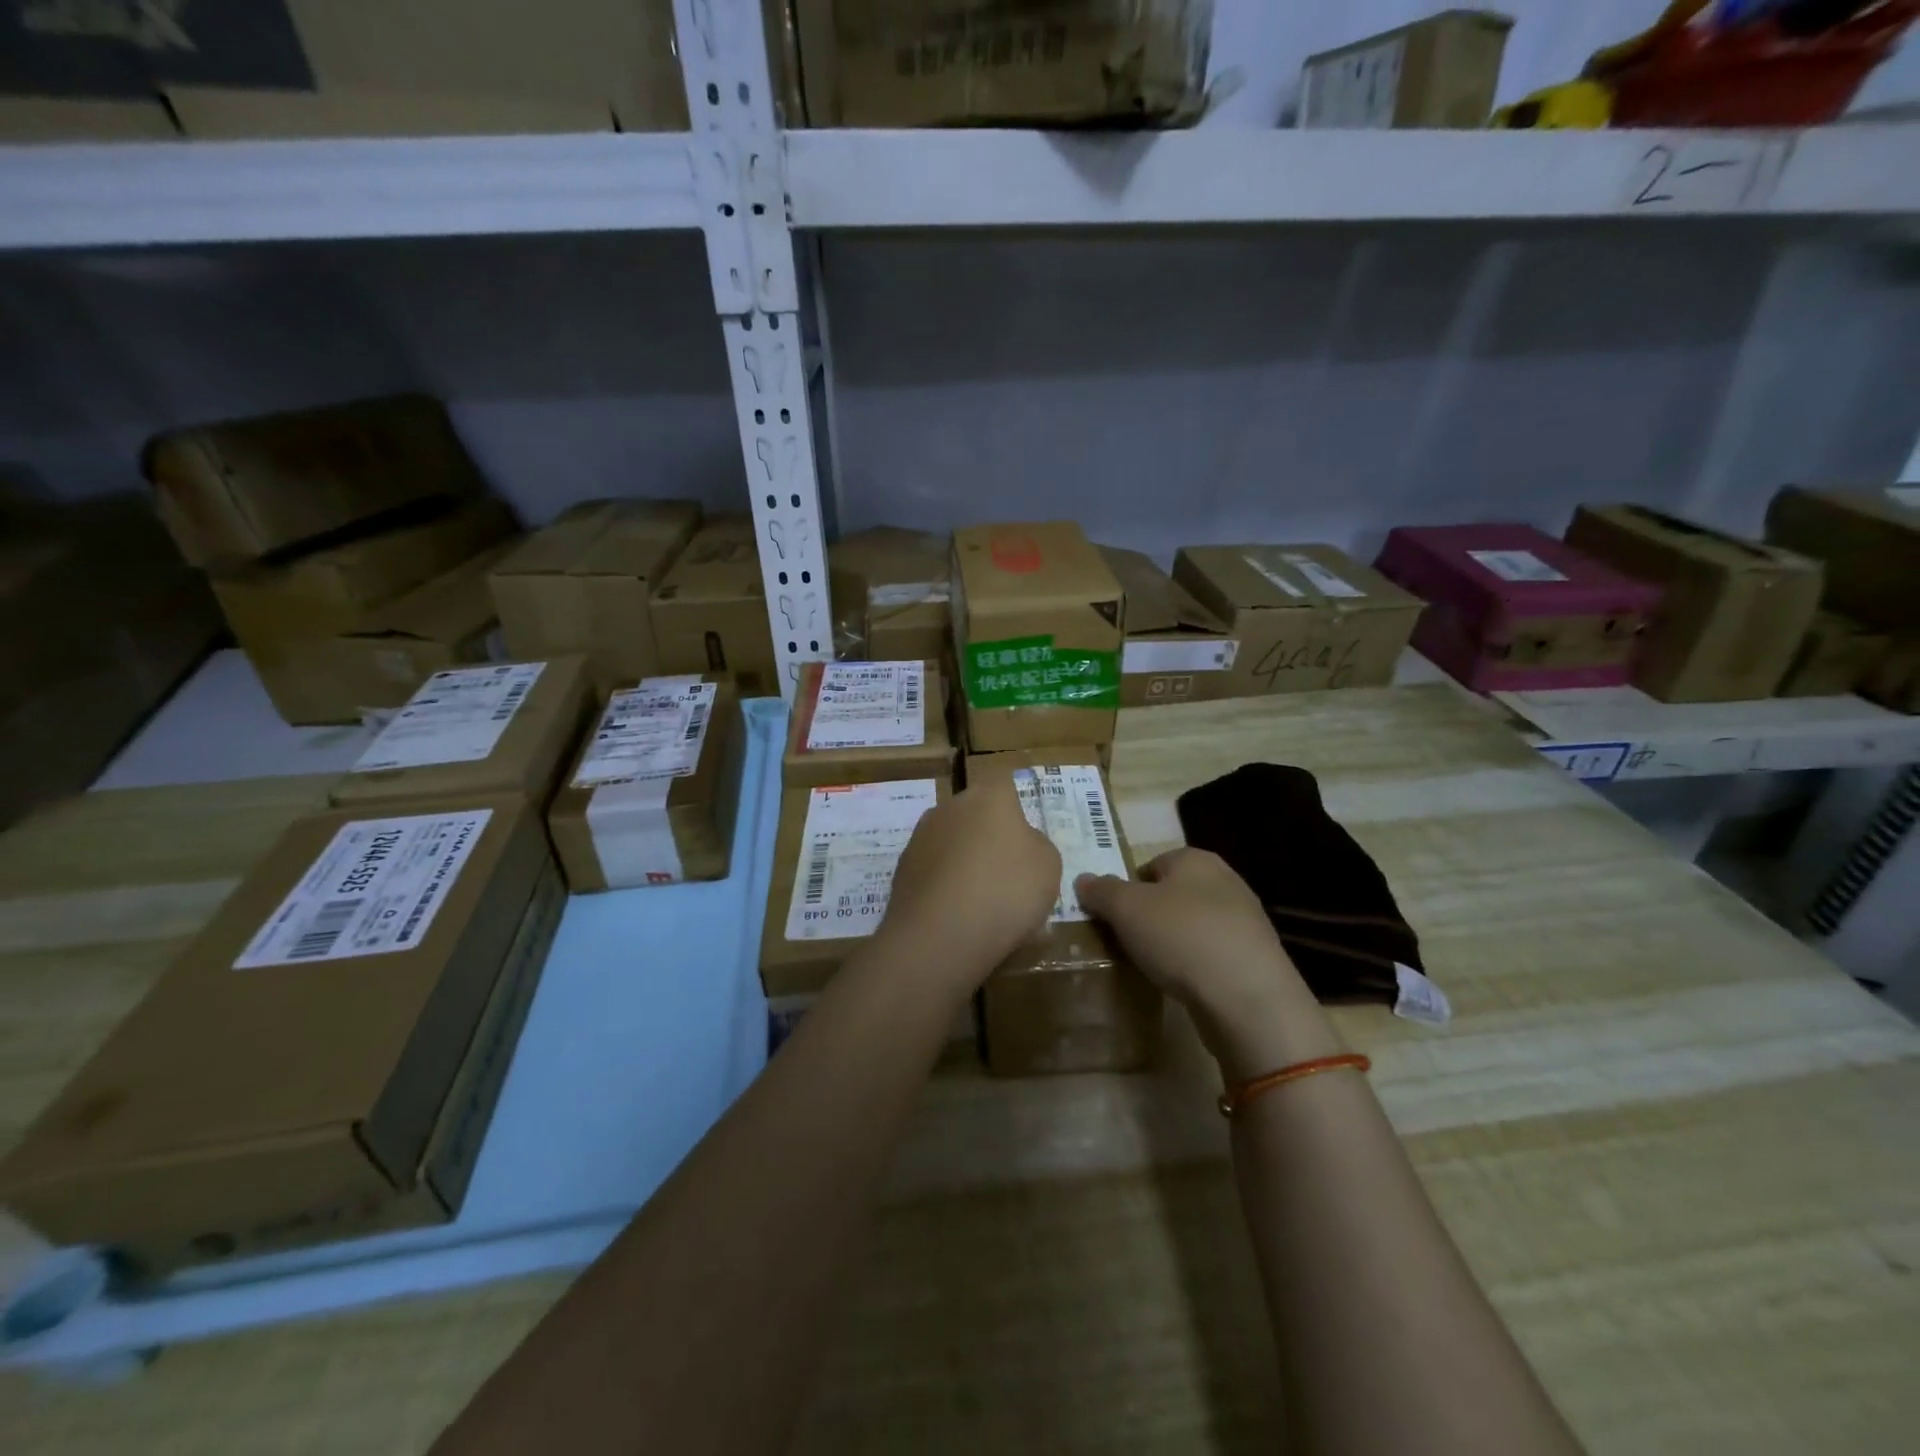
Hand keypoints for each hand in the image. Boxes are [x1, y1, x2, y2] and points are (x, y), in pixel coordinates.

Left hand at [880, 773, 1061, 992]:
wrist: (940, 935)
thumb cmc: (1007, 890)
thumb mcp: (1048, 866)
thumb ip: (1036, 845)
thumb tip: (1021, 843)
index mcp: (988, 797)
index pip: (1002, 784)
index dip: (1014, 808)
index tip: (1023, 837)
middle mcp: (949, 807)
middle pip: (974, 814)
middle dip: (987, 837)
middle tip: (1006, 873)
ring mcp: (920, 838)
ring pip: (951, 843)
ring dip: (963, 862)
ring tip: (980, 902)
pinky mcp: (901, 870)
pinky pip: (933, 872)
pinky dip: (944, 887)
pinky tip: (956, 916)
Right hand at [1075, 849, 1341, 1078]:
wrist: (1247, 999)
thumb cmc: (1181, 938)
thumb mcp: (1126, 908)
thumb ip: (1101, 890)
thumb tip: (1084, 879)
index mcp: (1196, 859)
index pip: (1150, 864)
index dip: (1127, 888)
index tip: (1111, 917)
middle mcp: (1225, 881)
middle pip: (1172, 894)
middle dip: (1148, 916)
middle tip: (1125, 941)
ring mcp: (1245, 921)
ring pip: (1192, 925)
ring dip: (1172, 942)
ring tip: (1150, 966)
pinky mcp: (1255, 959)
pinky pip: (1211, 954)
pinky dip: (1194, 965)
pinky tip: (1180, 984)